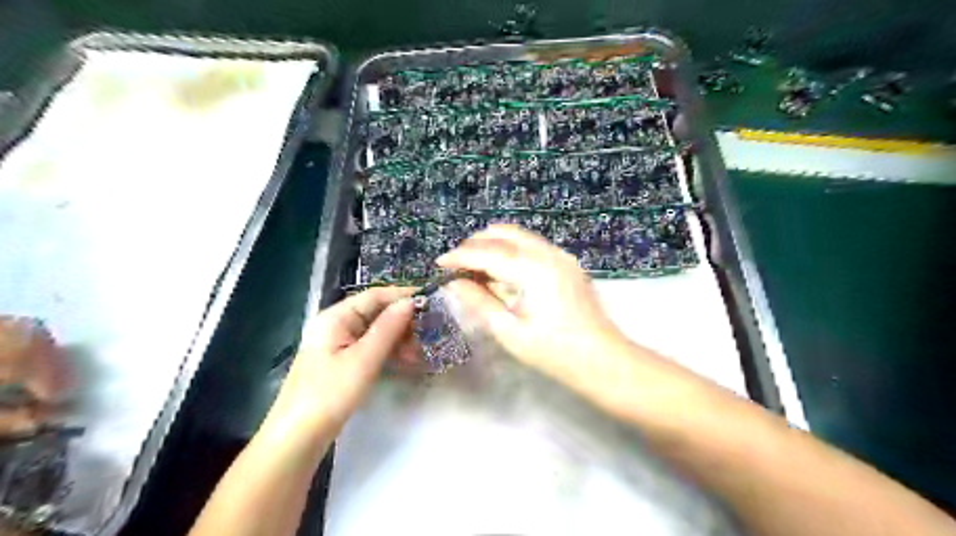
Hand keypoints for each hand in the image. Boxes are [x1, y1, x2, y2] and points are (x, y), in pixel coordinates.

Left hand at [260, 287, 415, 441]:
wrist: (297, 438)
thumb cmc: (329, 394)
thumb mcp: (363, 360)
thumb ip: (388, 328)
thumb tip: (410, 302)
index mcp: (335, 318)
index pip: (374, 296)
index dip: (402, 295)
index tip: (431, 301)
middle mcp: (336, 325)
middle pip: (376, 313)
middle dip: (403, 321)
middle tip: (430, 332)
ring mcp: (338, 345)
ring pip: (376, 332)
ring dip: (399, 339)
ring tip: (421, 352)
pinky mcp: (342, 363)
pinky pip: (371, 349)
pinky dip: (389, 352)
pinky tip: (407, 362)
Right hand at [437, 225, 632, 381]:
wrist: (604, 360)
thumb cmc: (555, 352)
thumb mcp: (510, 332)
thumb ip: (480, 302)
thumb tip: (453, 282)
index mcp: (534, 270)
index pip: (488, 252)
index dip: (460, 256)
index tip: (439, 264)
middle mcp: (549, 253)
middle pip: (504, 233)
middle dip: (476, 244)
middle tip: (457, 266)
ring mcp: (561, 256)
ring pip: (518, 237)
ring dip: (493, 246)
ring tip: (474, 270)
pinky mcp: (566, 263)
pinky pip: (531, 247)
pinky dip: (510, 252)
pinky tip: (501, 274)